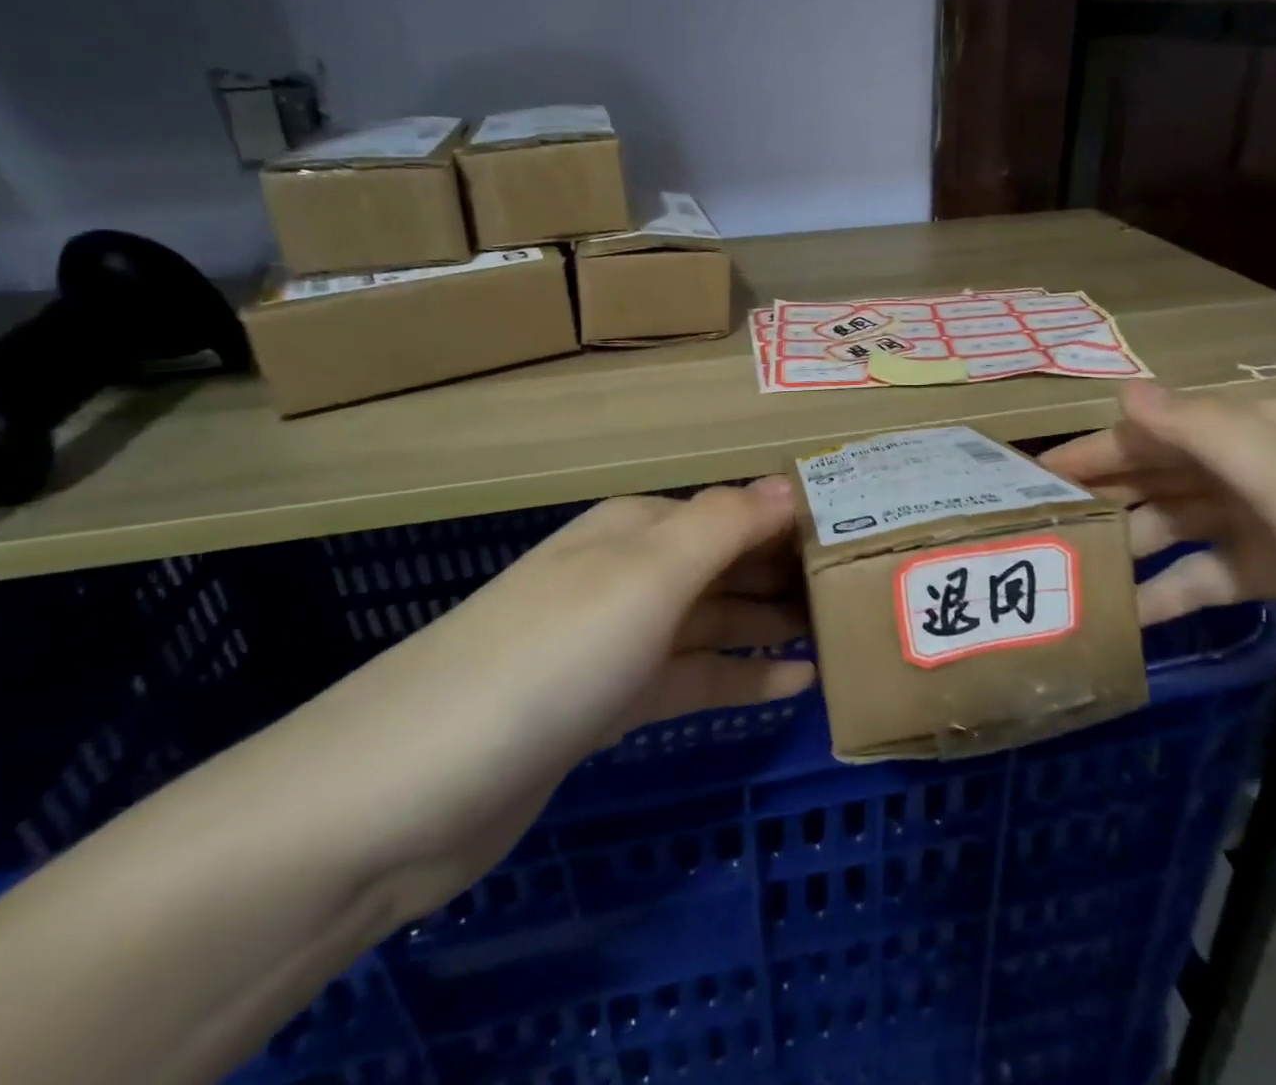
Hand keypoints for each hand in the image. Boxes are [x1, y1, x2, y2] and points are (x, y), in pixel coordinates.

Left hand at [253, 479, 815, 915]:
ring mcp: (617, 641)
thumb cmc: (549, 657)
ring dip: (772, 621)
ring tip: (840, 632)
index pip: (734, 508)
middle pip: (727, 561)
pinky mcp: (607, 704)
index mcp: (637, 528)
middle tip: (866, 588)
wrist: (409, 789)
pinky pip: (691, 677)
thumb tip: (790, 485)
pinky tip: (794, 686)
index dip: (795, 517)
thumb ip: (723, 525)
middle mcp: (629, 573)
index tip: (863, 532)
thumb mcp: (645, 575)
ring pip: (713, 619)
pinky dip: (739, 675)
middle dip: (790, 570)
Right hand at [1040, 382, 1275, 728]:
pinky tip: (1137, 617)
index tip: (1031, 480)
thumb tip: (1121, 386)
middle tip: (1038, 532)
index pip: (1152, 431)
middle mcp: (1258, 469)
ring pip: (1182, 527)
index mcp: (1255, 431)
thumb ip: (1199, 431)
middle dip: (1103, 498)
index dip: (1092, 451)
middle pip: (1161, 477)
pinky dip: (1177, 591)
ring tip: (1076, 579)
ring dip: (1133, 548)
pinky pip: (1215, 576)